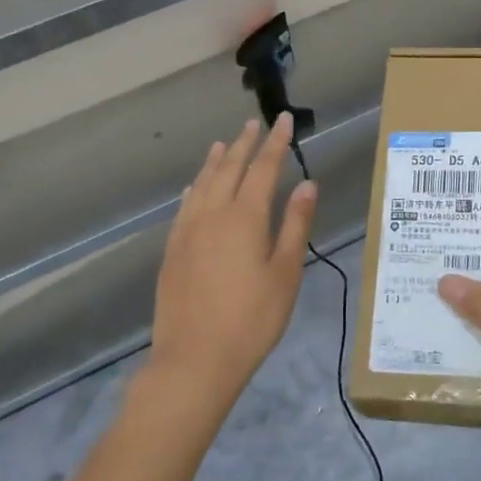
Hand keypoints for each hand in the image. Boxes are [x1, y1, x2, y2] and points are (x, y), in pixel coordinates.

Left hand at [149, 113, 317, 408]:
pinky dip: (195, 187)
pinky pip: (185, 205)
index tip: (284, 120)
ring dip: (216, 160)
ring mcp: (187, 231)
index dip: (275, 142)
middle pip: (229, 168)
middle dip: (244, 143)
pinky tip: (195, 186)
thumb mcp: (285, 273)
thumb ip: (296, 225)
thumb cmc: (251, 319)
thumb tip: (307, 184)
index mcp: (245, 216)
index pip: (263, 167)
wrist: (194, 360)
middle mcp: (213, 213)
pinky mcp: (172, 250)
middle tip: (255, 123)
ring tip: (224, 143)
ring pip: (203, 183)